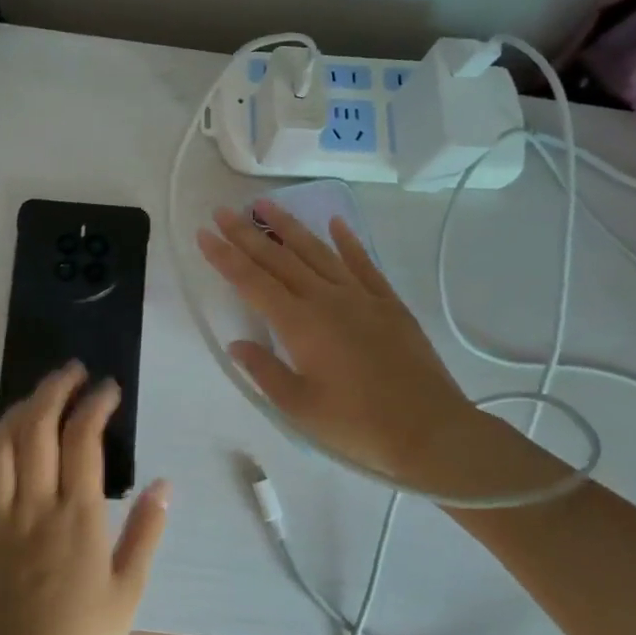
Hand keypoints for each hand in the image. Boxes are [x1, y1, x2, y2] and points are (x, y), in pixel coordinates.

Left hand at [0, 363, 170, 634]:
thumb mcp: (129, 592)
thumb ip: (146, 532)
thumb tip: (164, 484)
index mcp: (78, 518)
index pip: (84, 438)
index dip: (95, 403)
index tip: (108, 389)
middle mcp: (34, 509)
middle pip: (36, 429)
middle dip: (53, 390)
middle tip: (70, 374)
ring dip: (15, 415)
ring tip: (34, 401)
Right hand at [198, 201, 508, 494]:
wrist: (430, 430)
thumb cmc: (358, 426)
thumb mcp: (300, 408)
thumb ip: (265, 371)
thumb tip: (237, 344)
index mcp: (300, 324)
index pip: (252, 282)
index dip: (225, 257)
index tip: (205, 233)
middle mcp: (326, 299)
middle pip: (280, 259)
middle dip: (247, 234)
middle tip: (223, 211)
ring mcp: (361, 297)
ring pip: (318, 252)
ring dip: (289, 227)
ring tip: (266, 204)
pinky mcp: (388, 303)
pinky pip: (364, 263)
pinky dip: (348, 241)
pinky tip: (336, 223)